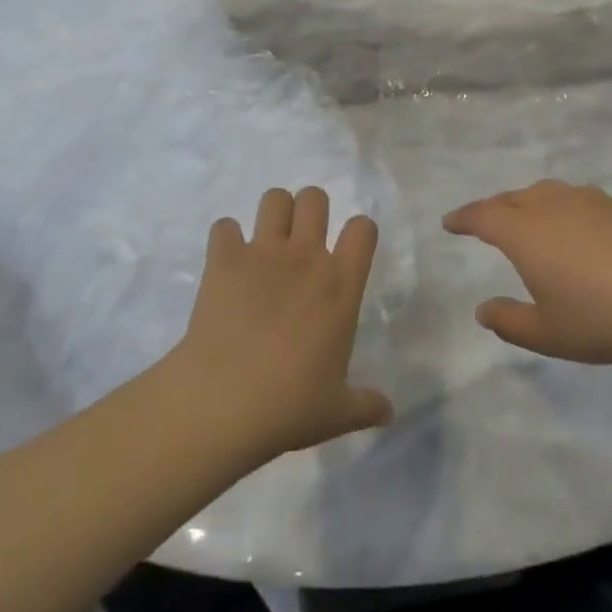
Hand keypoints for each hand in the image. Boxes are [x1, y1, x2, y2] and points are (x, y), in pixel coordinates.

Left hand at [170, 187, 393, 460]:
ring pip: (274, 198)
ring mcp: (263, 253)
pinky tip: (227, 262)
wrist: (223, 403)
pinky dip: (226, 239)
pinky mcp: (223, 260)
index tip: (349, 250)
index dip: (359, 232)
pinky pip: (224, 226)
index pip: (363, 228)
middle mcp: (306, 257)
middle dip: (310, 211)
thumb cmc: (290, 406)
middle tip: (303, 242)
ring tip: (268, 243)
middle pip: (315, 198)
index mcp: (341, 285)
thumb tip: (388, 413)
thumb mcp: (337, 412)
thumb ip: (366, 405)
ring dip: (273, 215)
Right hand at [445, 180, 611, 364]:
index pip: (483, 216)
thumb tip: (482, 309)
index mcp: (525, 233)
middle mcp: (550, 207)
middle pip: (510, 198)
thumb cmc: (607, 318)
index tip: (449, 223)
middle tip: (480, 221)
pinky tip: (567, 222)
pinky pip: (569, 196)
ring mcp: (585, 201)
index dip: (463, 218)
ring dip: (522, 202)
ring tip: (521, 217)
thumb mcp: (550, 334)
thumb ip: (510, 322)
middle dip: (491, 208)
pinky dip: (554, 204)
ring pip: (541, 192)